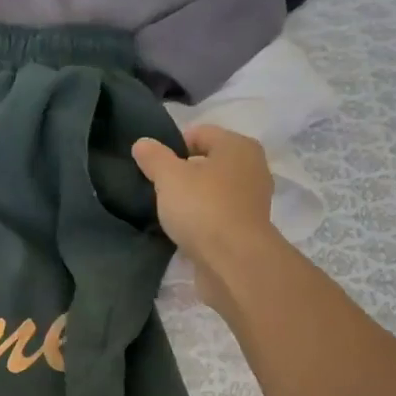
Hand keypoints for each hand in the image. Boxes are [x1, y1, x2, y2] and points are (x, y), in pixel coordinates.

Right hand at [132, 125, 279, 310]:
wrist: (233, 261)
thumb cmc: (202, 208)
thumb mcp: (169, 178)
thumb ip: (154, 158)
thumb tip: (142, 143)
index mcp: (238, 146)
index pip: (200, 133)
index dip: (173, 146)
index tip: (153, 166)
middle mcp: (252, 168)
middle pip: (209, 162)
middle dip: (184, 172)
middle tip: (159, 188)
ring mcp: (253, 200)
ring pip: (215, 189)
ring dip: (194, 197)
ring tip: (169, 210)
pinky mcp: (247, 228)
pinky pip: (219, 214)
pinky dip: (203, 218)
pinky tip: (185, 229)